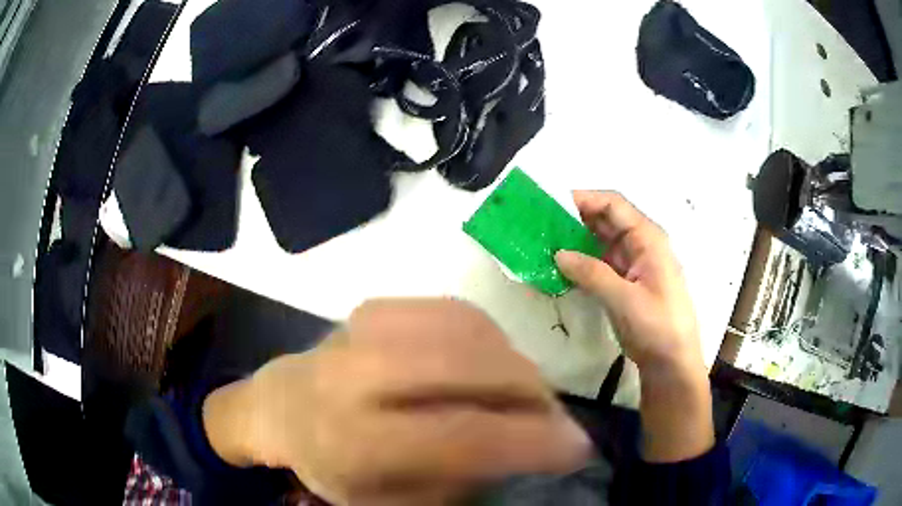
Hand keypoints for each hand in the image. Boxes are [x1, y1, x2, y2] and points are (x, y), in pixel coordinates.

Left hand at [203, 299, 590, 503]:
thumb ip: (460, 480)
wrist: (284, 406)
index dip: (532, 440)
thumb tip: (525, 449)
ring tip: (529, 394)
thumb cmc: (336, 467)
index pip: (462, 435)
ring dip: (516, 363)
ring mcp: (365, 329)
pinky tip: (496, 362)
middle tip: (557, 419)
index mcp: (355, 440)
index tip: (578, 448)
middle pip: (470, 368)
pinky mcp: (377, 305)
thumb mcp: (392, 500)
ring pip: (470, 331)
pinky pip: (456, 311)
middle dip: (532, 393)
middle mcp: (357, 375)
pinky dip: (491, 337)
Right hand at [554, 191, 701, 371]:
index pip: (613, 205)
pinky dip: (582, 261)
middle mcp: (640, 244)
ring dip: (576, 239)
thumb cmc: (657, 325)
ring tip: (544, 242)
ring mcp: (632, 263)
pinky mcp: (625, 281)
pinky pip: (600, 262)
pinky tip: (560, 265)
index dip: (584, 199)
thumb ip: (592, 273)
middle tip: (541, 223)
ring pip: (601, 240)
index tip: (551, 203)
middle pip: (606, 219)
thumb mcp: (625, 299)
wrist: (671, 361)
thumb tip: (558, 254)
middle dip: (575, 217)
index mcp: (648, 238)